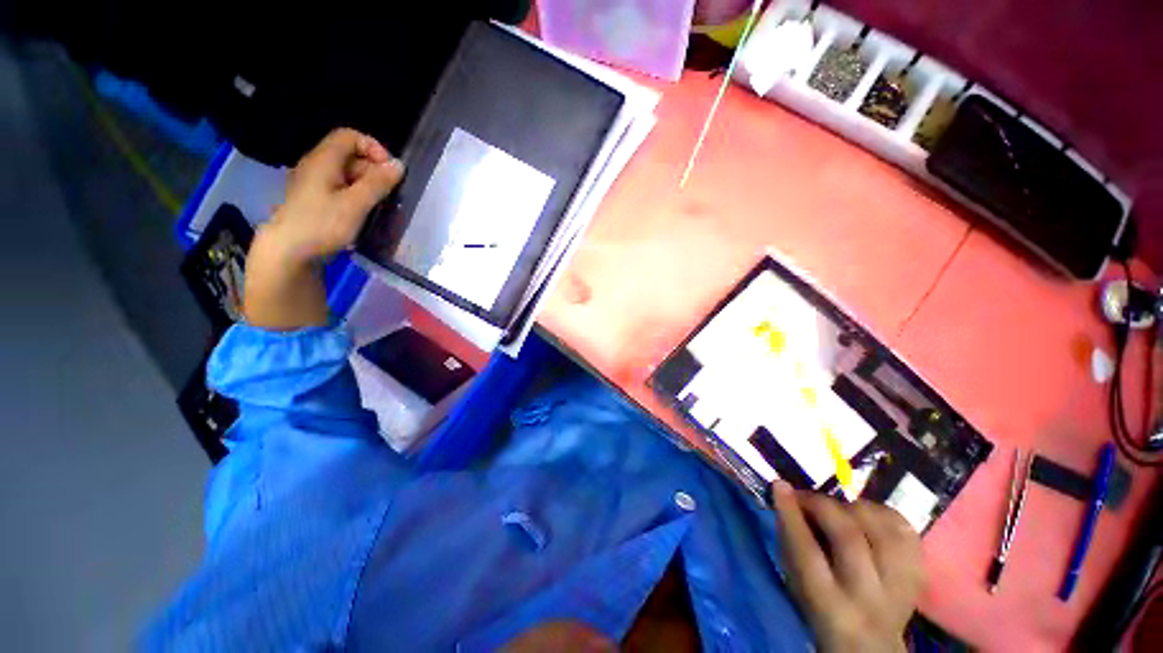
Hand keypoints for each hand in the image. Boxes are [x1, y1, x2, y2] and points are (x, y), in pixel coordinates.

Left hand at [244, 128, 403, 329]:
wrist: (281, 259)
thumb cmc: (319, 226)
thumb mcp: (355, 205)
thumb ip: (378, 183)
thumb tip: (398, 166)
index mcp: (324, 158)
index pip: (351, 136)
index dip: (372, 147)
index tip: (386, 170)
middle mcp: (312, 167)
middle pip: (345, 157)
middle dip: (368, 172)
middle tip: (382, 194)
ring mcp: (305, 189)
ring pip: (338, 179)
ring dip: (357, 190)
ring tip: (370, 211)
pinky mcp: (302, 209)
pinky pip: (328, 195)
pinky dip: (344, 202)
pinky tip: (350, 223)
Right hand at [771, 482, 922, 652]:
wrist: (874, 648)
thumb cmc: (828, 628)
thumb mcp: (807, 606)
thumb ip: (800, 567)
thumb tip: (791, 515)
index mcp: (830, 611)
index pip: (807, 557)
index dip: (792, 519)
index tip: (780, 488)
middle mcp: (867, 595)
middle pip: (848, 537)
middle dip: (825, 507)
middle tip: (808, 497)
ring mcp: (899, 580)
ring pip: (881, 525)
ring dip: (857, 508)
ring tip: (842, 508)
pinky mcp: (919, 567)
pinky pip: (905, 526)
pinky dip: (886, 513)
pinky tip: (872, 515)